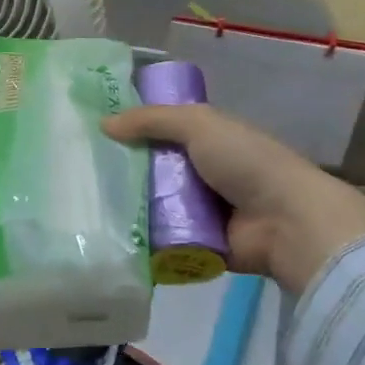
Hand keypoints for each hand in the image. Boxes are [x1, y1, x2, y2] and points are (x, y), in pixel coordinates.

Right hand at [101, 105, 364, 289]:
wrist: (287, 222)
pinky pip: (158, 239)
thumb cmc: (246, 162)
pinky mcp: (194, 244)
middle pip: (149, 170)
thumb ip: (152, 120)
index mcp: (205, 140)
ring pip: (149, 205)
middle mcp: (199, 174)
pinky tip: (104, 234)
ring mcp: (197, 211)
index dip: (130, 131)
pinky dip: (137, 238)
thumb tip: (103, 124)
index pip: (159, 132)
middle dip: (119, 171)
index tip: (91, 134)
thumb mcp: (199, 125)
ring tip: (82, 205)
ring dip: (124, 206)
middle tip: (78, 173)